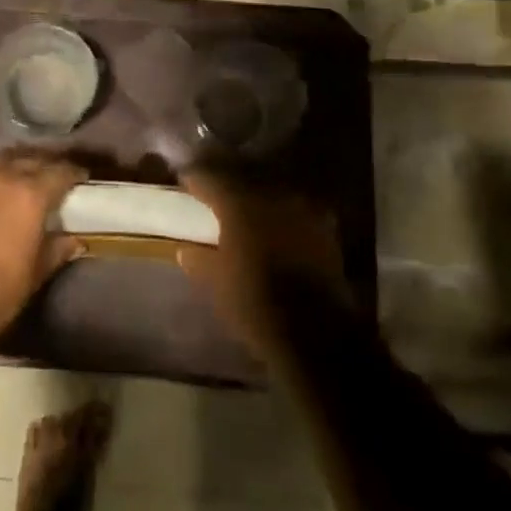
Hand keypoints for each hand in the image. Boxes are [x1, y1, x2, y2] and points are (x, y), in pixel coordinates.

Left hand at [0, 148, 89, 344]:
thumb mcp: (36, 273)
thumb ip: (58, 249)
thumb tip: (76, 240)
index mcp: (31, 196)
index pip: (60, 172)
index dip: (74, 172)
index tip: (82, 177)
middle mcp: (4, 177)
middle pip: (31, 159)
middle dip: (47, 165)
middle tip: (55, 175)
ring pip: (1, 157)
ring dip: (15, 162)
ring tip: (22, 172)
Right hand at [176, 169, 352, 355]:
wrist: (317, 332)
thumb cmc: (256, 304)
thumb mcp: (216, 284)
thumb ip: (199, 260)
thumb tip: (186, 250)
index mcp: (238, 204)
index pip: (209, 178)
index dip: (194, 181)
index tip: (185, 185)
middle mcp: (271, 195)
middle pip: (243, 178)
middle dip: (227, 185)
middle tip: (215, 196)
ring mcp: (302, 208)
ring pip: (272, 190)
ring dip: (257, 198)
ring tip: (246, 211)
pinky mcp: (325, 227)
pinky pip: (295, 209)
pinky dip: (282, 215)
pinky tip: (277, 227)